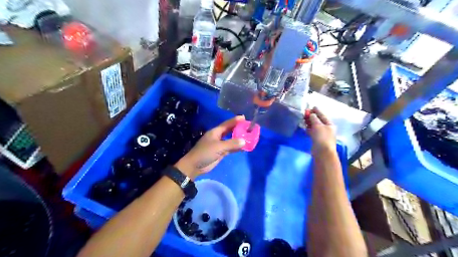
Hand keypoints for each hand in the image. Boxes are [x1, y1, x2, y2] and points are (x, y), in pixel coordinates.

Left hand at [173, 115, 244, 178]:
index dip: (235, 120)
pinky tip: (244, 147)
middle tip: (248, 127)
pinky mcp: (221, 152)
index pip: (227, 124)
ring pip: (231, 140)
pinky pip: (231, 148)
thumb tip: (244, 141)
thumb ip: (231, 144)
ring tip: (249, 136)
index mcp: (215, 132)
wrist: (195, 166)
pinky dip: (237, 147)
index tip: (244, 117)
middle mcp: (218, 137)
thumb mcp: (218, 147)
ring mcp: (219, 145)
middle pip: (230, 131)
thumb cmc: (205, 153)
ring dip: (239, 138)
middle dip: (238, 128)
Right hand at [308, 107, 335, 152]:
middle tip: (305, 112)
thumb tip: (311, 114)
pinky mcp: (316, 139)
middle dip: (312, 116)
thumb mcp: (318, 125)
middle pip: (318, 120)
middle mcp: (326, 128)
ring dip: (309, 122)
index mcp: (329, 124)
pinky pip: (312, 131)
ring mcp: (321, 134)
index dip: (317, 111)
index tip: (312, 106)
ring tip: (303, 118)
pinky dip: (308, 128)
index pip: (322, 115)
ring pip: (314, 126)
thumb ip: (314, 118)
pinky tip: (304, 126)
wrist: (322, 152)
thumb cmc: (322, 137)